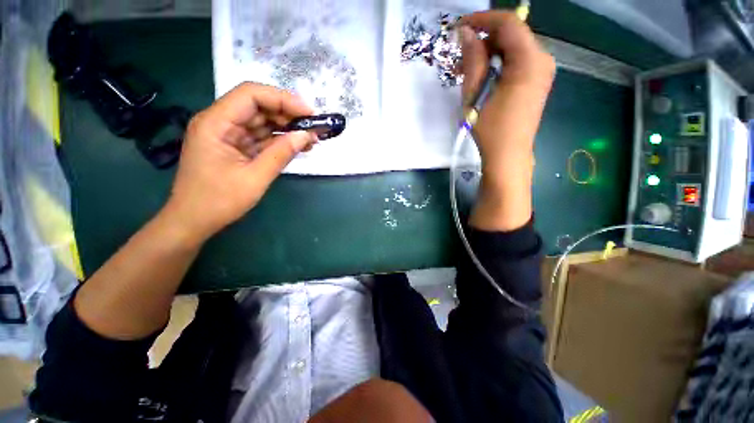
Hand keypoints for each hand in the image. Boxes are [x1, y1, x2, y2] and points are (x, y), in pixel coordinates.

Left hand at [162, 82, 317, 243]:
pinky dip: (279, 140)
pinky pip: (261, 137)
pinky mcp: (235, 146)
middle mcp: (220, 122)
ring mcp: (228, 135)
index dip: (282, 99)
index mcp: (216, 123)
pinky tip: (297, 145)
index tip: (309, 113)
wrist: (194, 221)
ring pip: (262, 121)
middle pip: (258, 106)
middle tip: (314, 128)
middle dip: (288, 114)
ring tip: (311, 138)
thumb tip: (306, 135)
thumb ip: (281, 154)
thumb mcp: (255, 178)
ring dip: (286, 128)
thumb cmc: (218, 201)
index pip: (251, 95)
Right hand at [459, 11, 555, 230]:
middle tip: (461, 55)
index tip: (461, 26)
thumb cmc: (490, 129)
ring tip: (468, 70)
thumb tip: (466, 34)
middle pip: (513, 34)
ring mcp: (542, 70)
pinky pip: (518, 61)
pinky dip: (499, 63)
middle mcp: (543, 59)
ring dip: (490, 53)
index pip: (509, 24)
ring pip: (514, 48)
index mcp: (530, 61)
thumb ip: (472, 61)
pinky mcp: (537, 81)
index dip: (483, 19)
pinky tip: (484, 77)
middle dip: (485, 39)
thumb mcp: (475, 95)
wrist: (508, 156)